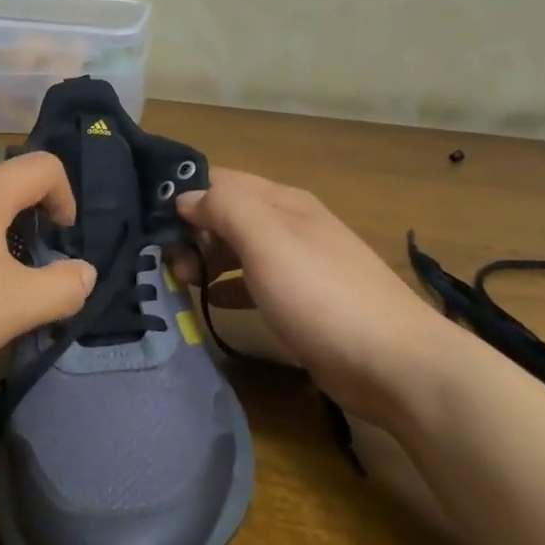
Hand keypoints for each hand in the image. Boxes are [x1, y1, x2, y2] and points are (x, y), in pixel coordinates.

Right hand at [174, 168, 453, 424]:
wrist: (393, 364)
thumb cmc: (321, 295)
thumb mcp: (267, 240)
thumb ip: (224, 208)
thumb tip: (186, 197)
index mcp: (282, 202)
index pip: (221, 180)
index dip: (185, 194)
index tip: (150, 222)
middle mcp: (290, 225)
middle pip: (227, 214)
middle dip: (192, 231)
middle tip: (167, 264)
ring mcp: (298, 264)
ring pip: (238, 248)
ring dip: (206, 259)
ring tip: (179, 281)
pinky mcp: (302, 301)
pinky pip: (252, 282)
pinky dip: (227, 287)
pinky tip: (210, 303)